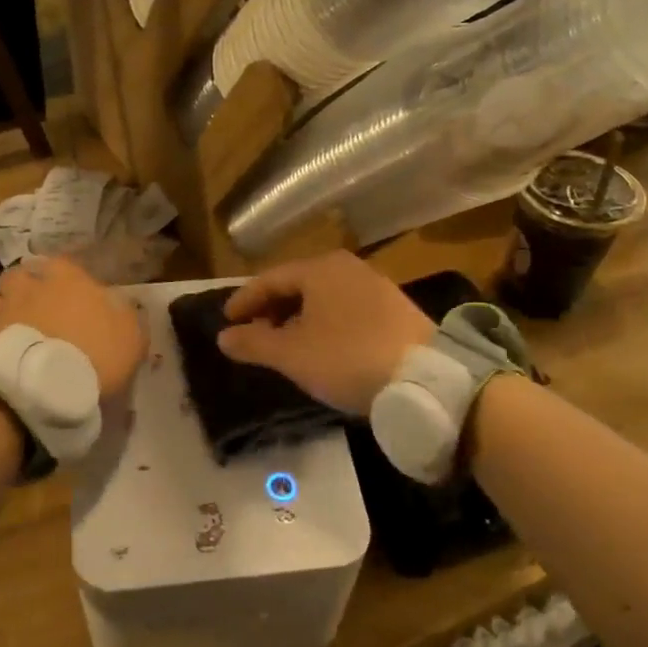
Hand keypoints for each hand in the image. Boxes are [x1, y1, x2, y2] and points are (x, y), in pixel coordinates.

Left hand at [0, 257, 147, 398]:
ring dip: (1, 306)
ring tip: (11, 327)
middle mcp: (27, 285)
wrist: (38, 391)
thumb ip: (128, 316)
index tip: (75, 295)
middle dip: (28, 287)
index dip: (69, 278)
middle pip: (22, 275)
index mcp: (67, 279)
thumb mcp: (132, 339)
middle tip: (39, 310)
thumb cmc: (93, 359)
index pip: (65, 263)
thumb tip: (122, 305)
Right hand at [217, 251, 434, 414]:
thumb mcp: (292, 354)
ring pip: (323, 297)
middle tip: (253, 333)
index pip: (270, 279)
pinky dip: (323, 323)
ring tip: (284, 344)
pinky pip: (345, 309)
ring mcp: (375, 286)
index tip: (226, 321)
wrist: (424, 378)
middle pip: (297, 284)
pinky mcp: (394, 309)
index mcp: (320, 269)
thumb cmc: (347, 358)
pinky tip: (322, 347)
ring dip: (297, 317)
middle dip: (271, 308)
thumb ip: (253, 343)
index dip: (244, 300)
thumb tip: (223, 337)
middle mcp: (348, 268)